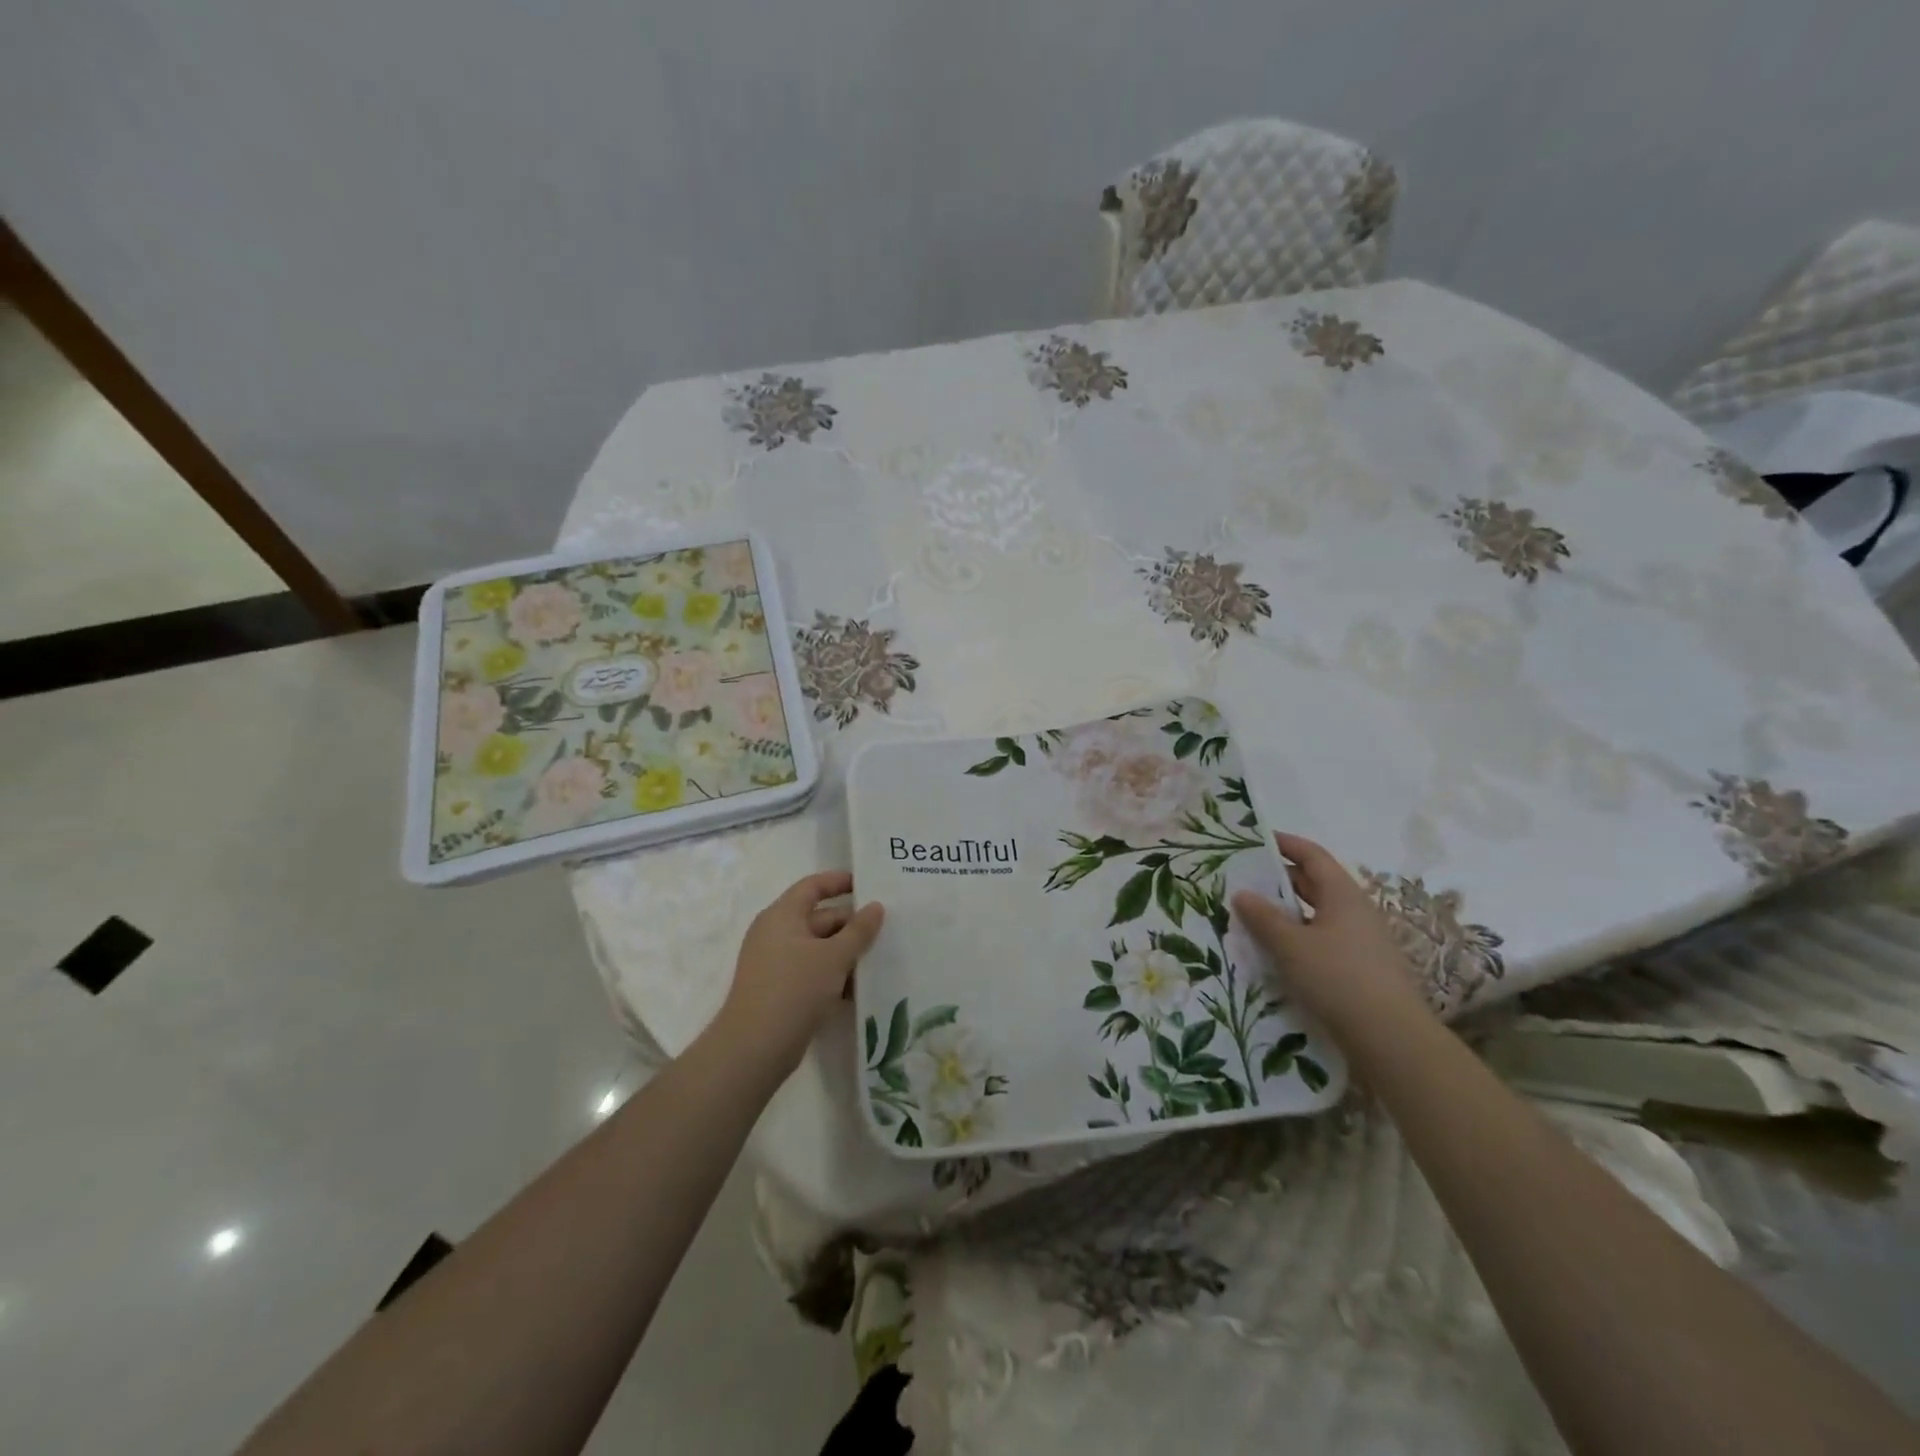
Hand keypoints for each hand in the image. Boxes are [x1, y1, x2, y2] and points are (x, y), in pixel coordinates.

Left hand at [713, 871, 884, 1076]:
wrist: (755, 1048)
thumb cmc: (795, 989)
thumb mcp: (834, 956)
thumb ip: (859, 930)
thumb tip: (876, 907)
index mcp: (782, 915)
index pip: (812, 886)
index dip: (839, 882)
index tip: (868, 884)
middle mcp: (776, 934)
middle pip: (820, 918)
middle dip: (852, 925)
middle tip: (887, 930)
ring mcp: (776, 963)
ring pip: (819, 948)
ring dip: (846, 953)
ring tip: (880, 960)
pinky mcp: (780, 990)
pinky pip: (813, 972)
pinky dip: (834, 975)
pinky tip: (859, 990)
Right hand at [1231, 833, 1427, 1033]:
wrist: (1391, 1037)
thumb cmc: (1338, 977)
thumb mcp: (1291, 945)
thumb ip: (1263, 917)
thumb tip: (1241, 893)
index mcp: (1343, 894)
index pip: (1312, 855)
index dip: (1285, 844)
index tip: (1255, 840)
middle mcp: (1356, 910)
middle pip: (1315, 883)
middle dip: (1280, 879)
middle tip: (1244, 879)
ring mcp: (1362, 940)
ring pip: (1318, 914)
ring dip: (1287, 911)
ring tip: (1253, 916)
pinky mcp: (1361, 967)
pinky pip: (1323, 938)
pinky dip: (1299, 936)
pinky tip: (1277, 951)